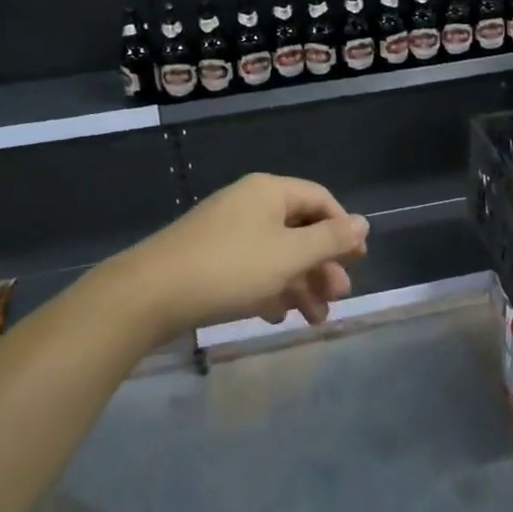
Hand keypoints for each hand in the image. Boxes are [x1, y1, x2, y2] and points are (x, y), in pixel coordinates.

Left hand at [116, 173, 369, 339]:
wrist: (148, 295)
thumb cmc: (230, 268)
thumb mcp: (288, 255)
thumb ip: (330, 240)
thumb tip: (363, 223)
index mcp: (269, 192)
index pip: (320, 199)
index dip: (343, 229)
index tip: (358, 261)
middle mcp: (249, 204)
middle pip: (299, 229)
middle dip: (322, 265)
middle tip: (338, 297)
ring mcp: (226, 231)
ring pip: (276, 254)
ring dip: (300, 284)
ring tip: (314, 319)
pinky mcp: (209, 258)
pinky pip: (251, 268)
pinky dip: (270, 289)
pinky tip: (277, 316)